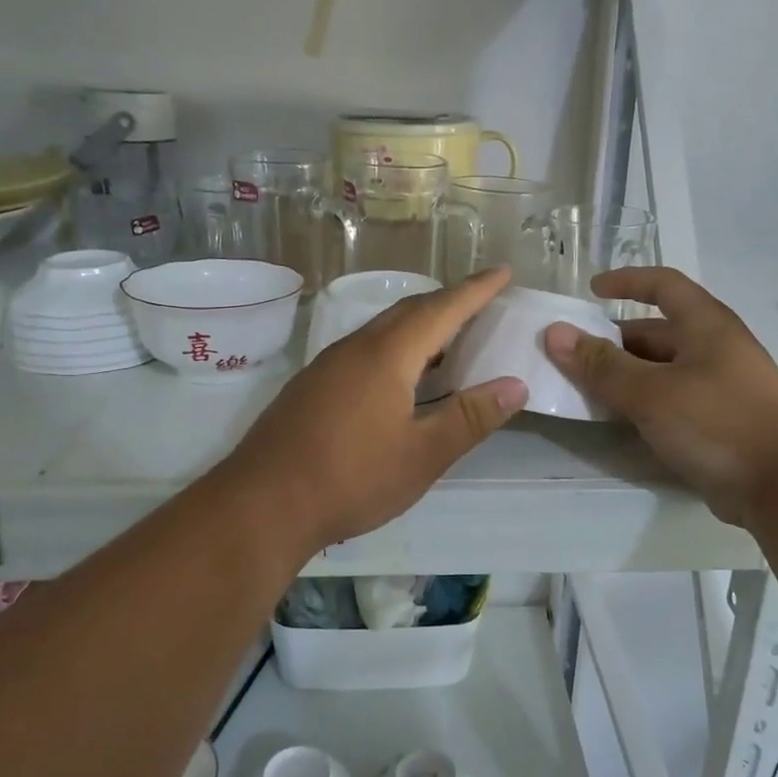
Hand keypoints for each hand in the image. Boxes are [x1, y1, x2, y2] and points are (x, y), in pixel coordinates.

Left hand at [223, 267, 528, 552]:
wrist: (262, 504)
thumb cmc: (351, 478)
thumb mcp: (423, 454)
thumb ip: (469, 418)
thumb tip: (515, 386)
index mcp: (387, 355)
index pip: (442, 309)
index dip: (475, 290)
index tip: (502, 272)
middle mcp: (355, 348)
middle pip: (409, 312)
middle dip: (448, 303)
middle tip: (481, 303)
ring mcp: (327, 365)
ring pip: (382, 331)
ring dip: (420, 326)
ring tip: (449, 339)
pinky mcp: (311, 386)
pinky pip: (364, 350)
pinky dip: (395, 348)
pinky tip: (400, 377)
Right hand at [543, 267, 777, 526]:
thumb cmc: (716, 422)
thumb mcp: (650, 392)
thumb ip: (601, 365)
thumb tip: (555, 333)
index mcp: (705, 325)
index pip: (663, 285)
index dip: (626, 281)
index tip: (591, 291)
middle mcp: (715, 348)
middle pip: (658, 332)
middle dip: (615, 341)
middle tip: (575, 358)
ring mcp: (721, 386)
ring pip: (663, 370)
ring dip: (626, 376)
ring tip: (587, 391)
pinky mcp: (720, 421)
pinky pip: (672, 400)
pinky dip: (644, 403)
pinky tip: (621, 421)